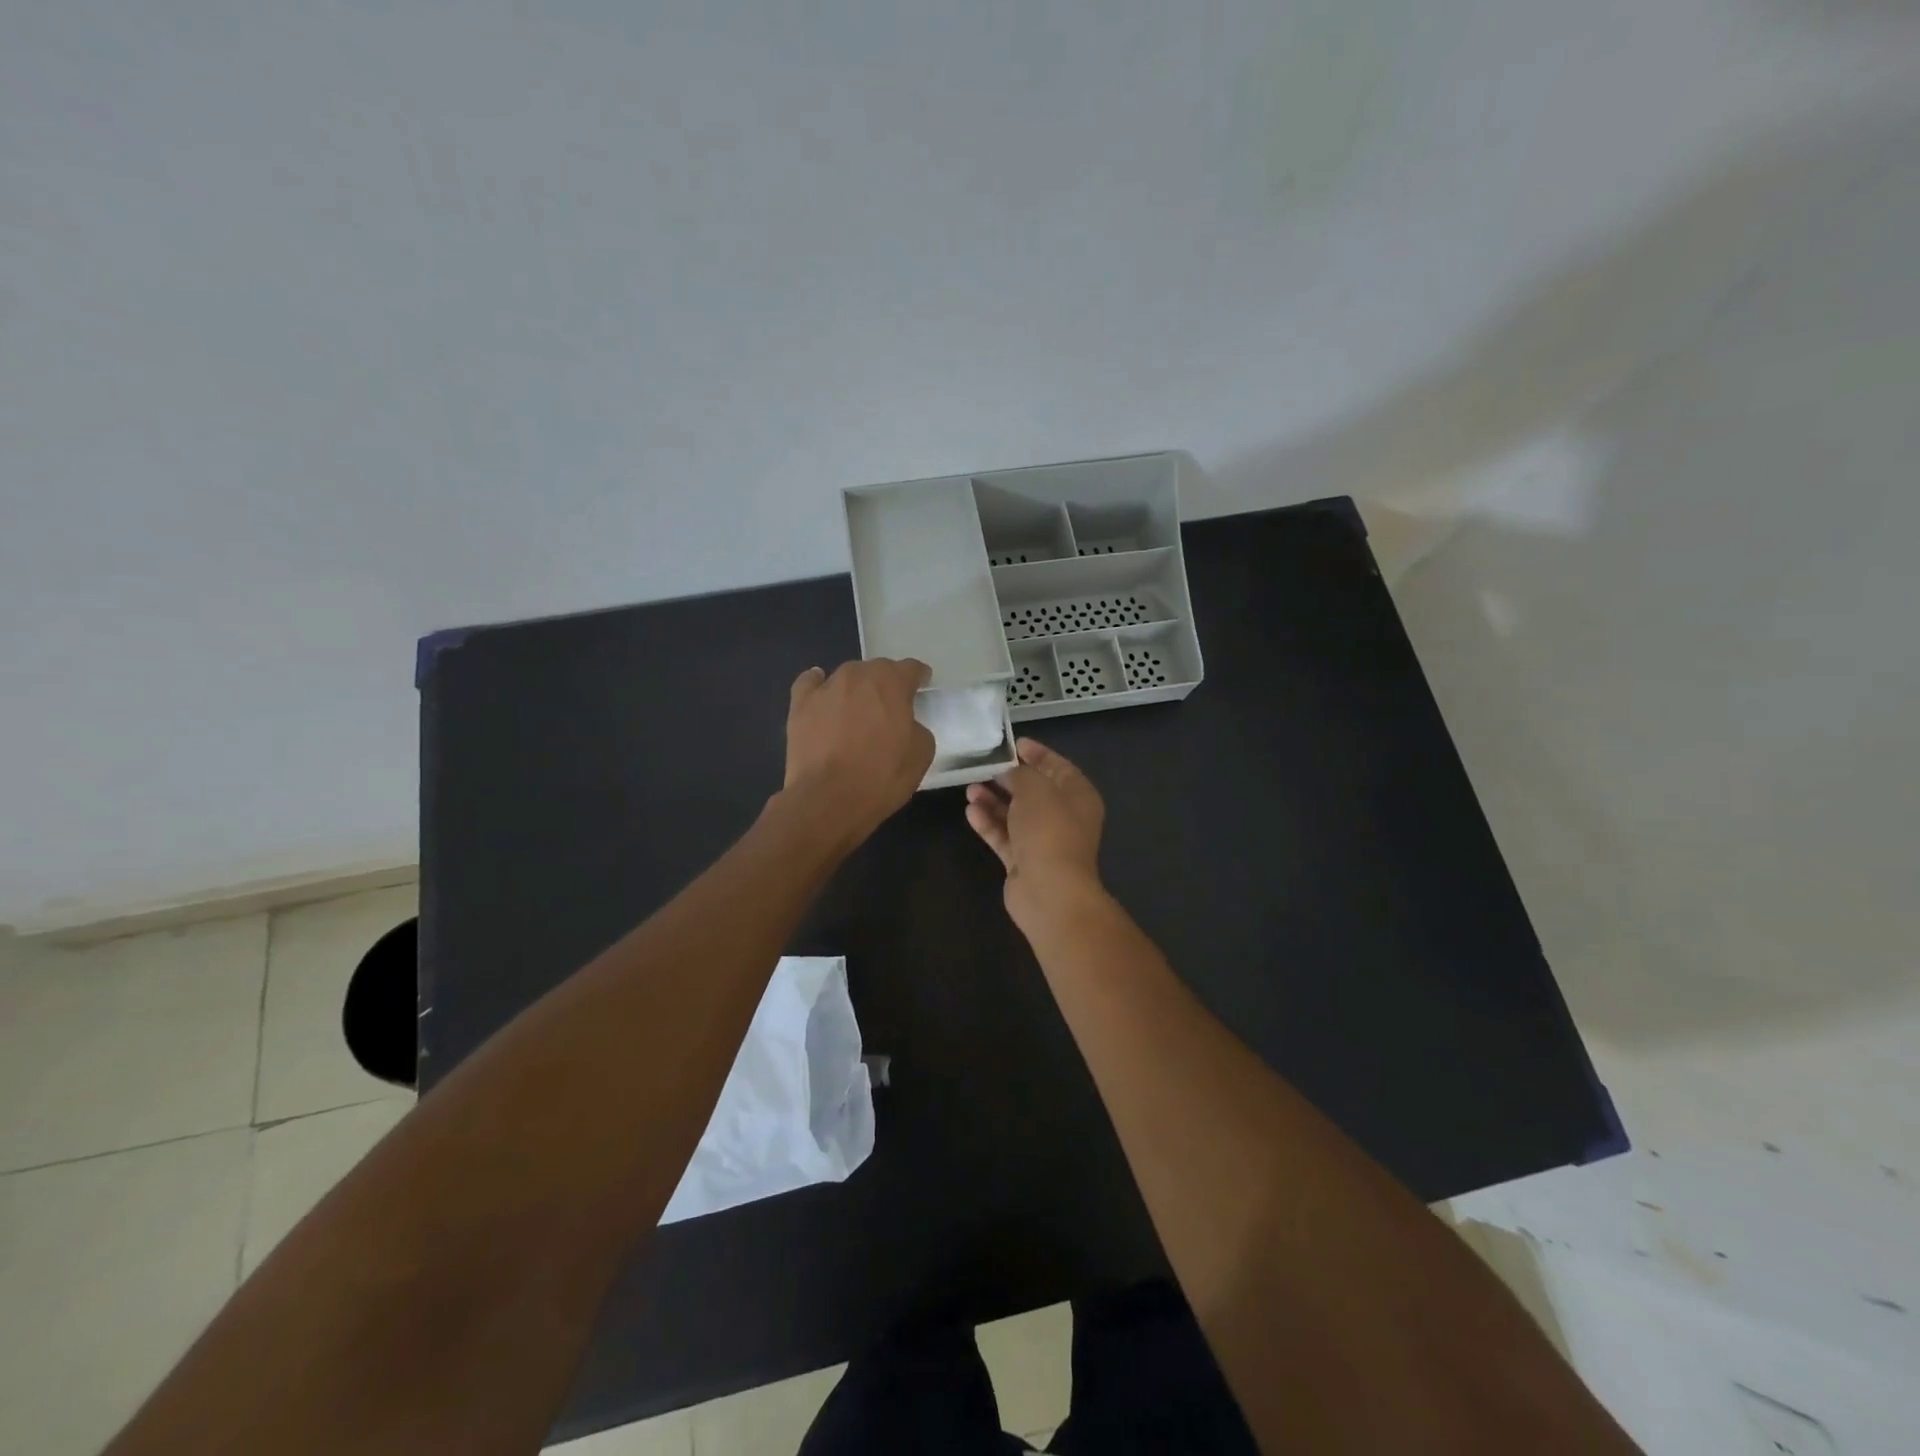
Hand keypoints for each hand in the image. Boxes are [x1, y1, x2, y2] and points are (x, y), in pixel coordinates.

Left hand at [783, 658, 934, 843]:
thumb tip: (906, 724)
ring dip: (856, 688)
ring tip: (857, 709)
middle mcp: (858, 676)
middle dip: (886, 684)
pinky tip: (822, 695)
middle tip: (890, 707)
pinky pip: (810, 683)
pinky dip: (818, 685)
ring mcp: (826, 687)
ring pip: (847, 677)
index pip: (911, 668)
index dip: (918, 677)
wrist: (828, 799)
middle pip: (877, 670)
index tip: (921, 686)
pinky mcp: (800, 704)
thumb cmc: (881, 777)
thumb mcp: (920, 755)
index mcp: (892, 683)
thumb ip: (917, 729)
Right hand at [964, 738, 1106, 926]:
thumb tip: (1009, 773)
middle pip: (1034, 791)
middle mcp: (1064, 817)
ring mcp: (1043, 841)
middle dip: (1009, 778)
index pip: (1059, 767)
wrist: (1049, 891)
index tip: (1015, 743)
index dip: (1038, 754)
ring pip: (1015, 814)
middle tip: (984, 766)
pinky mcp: (1023, 861)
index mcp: (1078, 797)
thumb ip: (1020, 774)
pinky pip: (1004, 836)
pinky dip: (989, 823)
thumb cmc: (1049, 830)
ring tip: (970, 788)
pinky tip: (970, 811)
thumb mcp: (1035, 789)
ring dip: (993, 801)